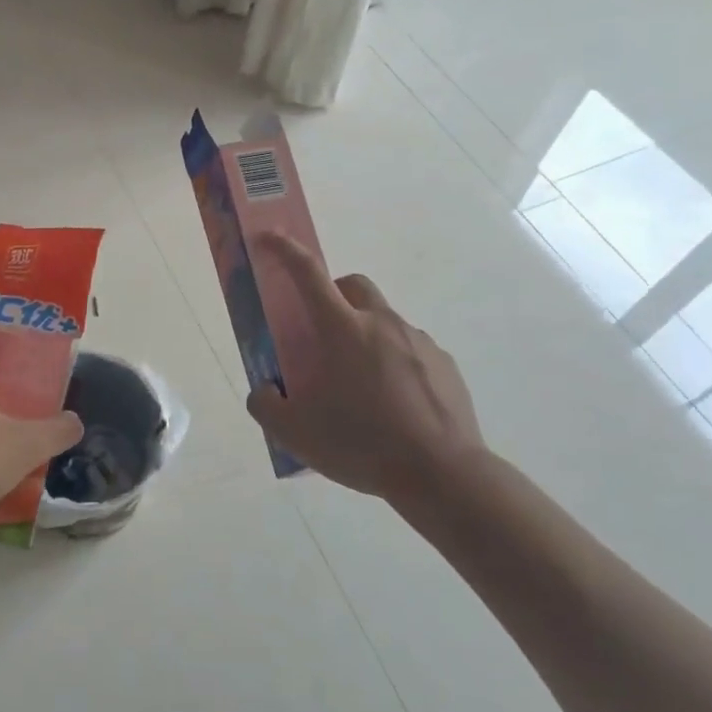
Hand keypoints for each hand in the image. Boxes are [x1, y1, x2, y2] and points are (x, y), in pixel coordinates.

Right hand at [246, 235, 485, 502]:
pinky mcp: (445, 365)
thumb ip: (266, 405)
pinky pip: (412, 351)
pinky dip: (396, 364)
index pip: (308, 274)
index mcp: (342, 330)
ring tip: (362, 387)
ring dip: (366, 337)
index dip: (285, 251)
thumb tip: (265, 390)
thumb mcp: (296, 434)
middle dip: (334, 293)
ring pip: (384, 321)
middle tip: (323, 332)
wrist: (443, 474)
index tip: (270, 237)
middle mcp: (382, 324)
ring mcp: (419, 342)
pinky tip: (395, 406)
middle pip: (354, 284)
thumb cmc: (363, 444)